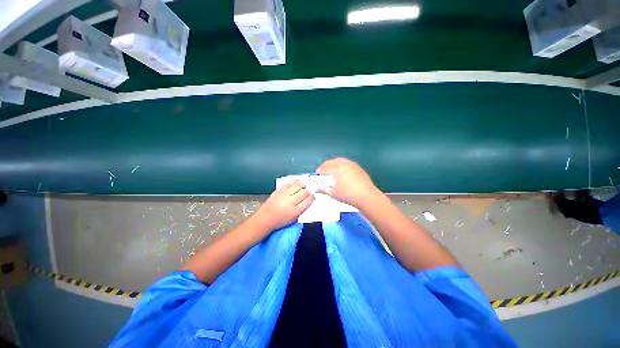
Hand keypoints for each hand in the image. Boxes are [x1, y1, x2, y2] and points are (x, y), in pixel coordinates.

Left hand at [250, 181, 313, 233]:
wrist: (265, 218)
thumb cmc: (280, 221)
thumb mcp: (294, 218)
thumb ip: (302, 209)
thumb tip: (309, 199)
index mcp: (295, 211)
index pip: (308, 200)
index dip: (312, 197)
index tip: (312, 197)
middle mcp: (290, 201)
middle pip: (304, 192)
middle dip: (308, 191)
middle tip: (308, 192)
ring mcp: (284, 194)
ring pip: (297, 185)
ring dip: (302, 185)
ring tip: (303, 186)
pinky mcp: (279, 190)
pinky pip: (289, 183)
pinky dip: (294, 182)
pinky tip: (296, 183)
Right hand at [315, 158, 379, 207]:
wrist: (367, 196)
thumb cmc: (348, 196)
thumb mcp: (334, 194)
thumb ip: (324, 189)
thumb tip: (316, 188)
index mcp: (336, 170)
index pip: (324, 168)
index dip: (319, 171)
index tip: (317, 174)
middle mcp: (343, 164)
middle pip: (331, 162)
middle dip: (325, 165)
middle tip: (322, 171)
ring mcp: (351, 164)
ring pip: (339, 160)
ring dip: (332, 163)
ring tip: (330, 169)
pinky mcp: (357, 166)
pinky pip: (346, 161)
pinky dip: (340, 163)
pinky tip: (341, 170)